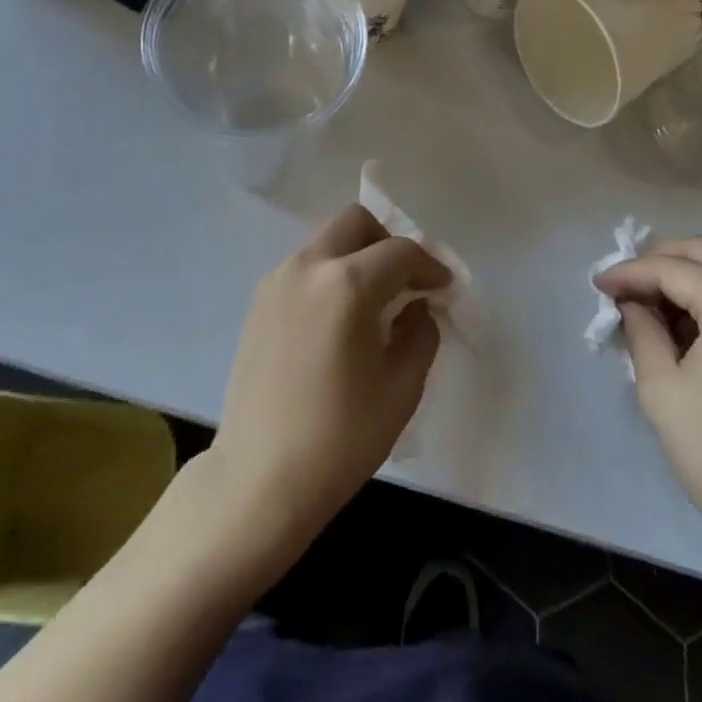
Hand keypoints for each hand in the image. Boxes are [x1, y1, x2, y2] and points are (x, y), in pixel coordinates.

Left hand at [208, 206, 450, 553]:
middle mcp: (308, 266)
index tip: (444, 288)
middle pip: (356, 223)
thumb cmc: (339, 439)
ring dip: (356, 256)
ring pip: (327, 240)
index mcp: (346, 284)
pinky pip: (304, 266)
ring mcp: (277, 279)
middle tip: (405, 283)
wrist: (258, 479)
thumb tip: (418, 306)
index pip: (400, 252)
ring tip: (373, 303)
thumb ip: (420, 334)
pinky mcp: (259, 300)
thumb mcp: (400, 389)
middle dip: (388, 243)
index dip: (430, 266)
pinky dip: (329, 273)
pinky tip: (338, 319)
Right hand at [595, 237, 701, 558]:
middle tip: (623, 285)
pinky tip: (684, 324)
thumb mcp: (662, 390)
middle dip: (658, 261)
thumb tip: (631, 302)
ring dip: (684, 276)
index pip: (673, 269)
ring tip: (648, 305)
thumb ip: (641, 330)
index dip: (630, 273)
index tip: (597, 284)